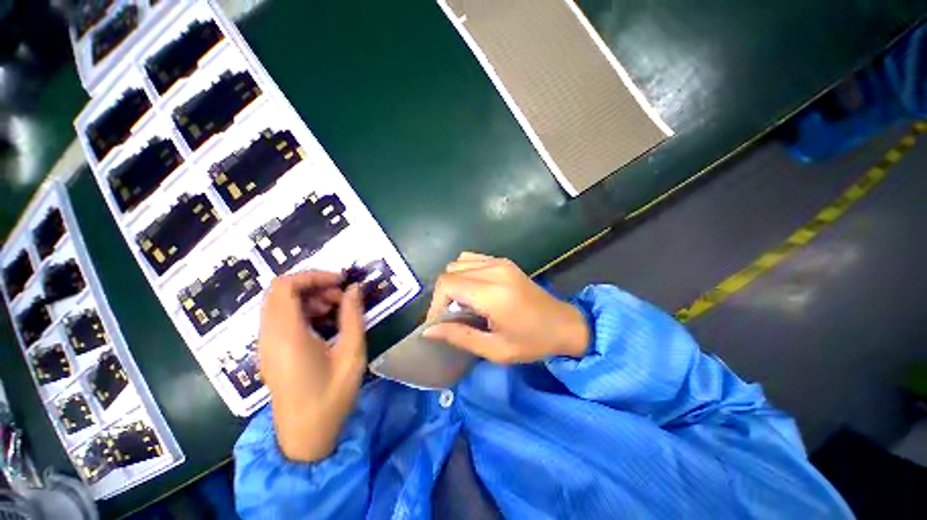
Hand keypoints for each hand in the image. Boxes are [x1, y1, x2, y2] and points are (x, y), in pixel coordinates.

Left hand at [258, 271, 365, 461]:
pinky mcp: (270, 351)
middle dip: (314, 285)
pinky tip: (325, 323)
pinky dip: (303, 311)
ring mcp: (266, 344)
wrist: (305, 437)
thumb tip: (354, 288)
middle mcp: (268, 336)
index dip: (313, 275)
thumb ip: (353, 316)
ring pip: (280, 303)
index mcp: (286, 336)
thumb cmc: (331, 396)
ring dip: (309, 297)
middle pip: (280, 291)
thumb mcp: (351, 353)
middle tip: (341, 296)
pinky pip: (281, 318)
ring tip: (336, 309)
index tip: (341, 280)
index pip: (285, 286)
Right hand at [424, 252, 588, 363]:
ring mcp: (500, 262)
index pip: (447, 284)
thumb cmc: (532, 342)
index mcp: (493, 294)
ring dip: (452, 283)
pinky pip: (471, 259)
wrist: (565, 324)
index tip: (439, 323)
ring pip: (458, 263)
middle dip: (442, 295)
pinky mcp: (503, 261)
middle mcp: (494, 270)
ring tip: (460, 304)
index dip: (435, 303)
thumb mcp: (496, 350)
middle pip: (450, 271)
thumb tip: (429, 330)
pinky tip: (471, 290)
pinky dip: (463, 272)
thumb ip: (460, 337)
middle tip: (449, 316)